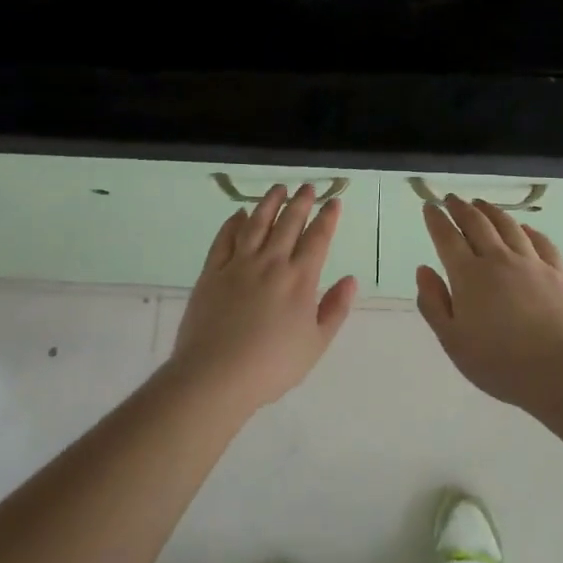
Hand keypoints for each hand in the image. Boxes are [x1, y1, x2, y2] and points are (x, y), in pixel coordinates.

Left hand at [171, 183, 358, 413]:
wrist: (216, 375)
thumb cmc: (272, 366)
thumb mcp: (315, 344)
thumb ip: (334, 309)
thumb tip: (350, 279)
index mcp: (299, 280)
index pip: (317, 239)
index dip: (327, 218)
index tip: (333, 201)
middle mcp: (270, 263)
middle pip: (288, 224)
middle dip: (301, 202)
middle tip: (307, 187)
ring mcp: (238, 265)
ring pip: (256, 223)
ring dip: (269, 203)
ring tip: (278, 188)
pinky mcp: (212, 272)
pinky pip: (224, 239)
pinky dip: (232, 223)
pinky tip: (238, 214)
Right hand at [416, 195, 562, 406]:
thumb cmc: (500, 363)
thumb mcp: (453, 341)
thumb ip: (434, 303)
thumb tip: (423, 270)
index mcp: (468, 276)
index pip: (447, 238)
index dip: (436, 220)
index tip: (430, 207)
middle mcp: (498, 259)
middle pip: (477, 224)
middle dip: (461, 208)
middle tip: (452, 199)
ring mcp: (532, 262)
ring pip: (509, 226)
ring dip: (491, 211)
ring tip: (482, 204)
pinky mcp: (559, 271)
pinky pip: (540, 241)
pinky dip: (527, 230)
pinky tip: (524, 228)